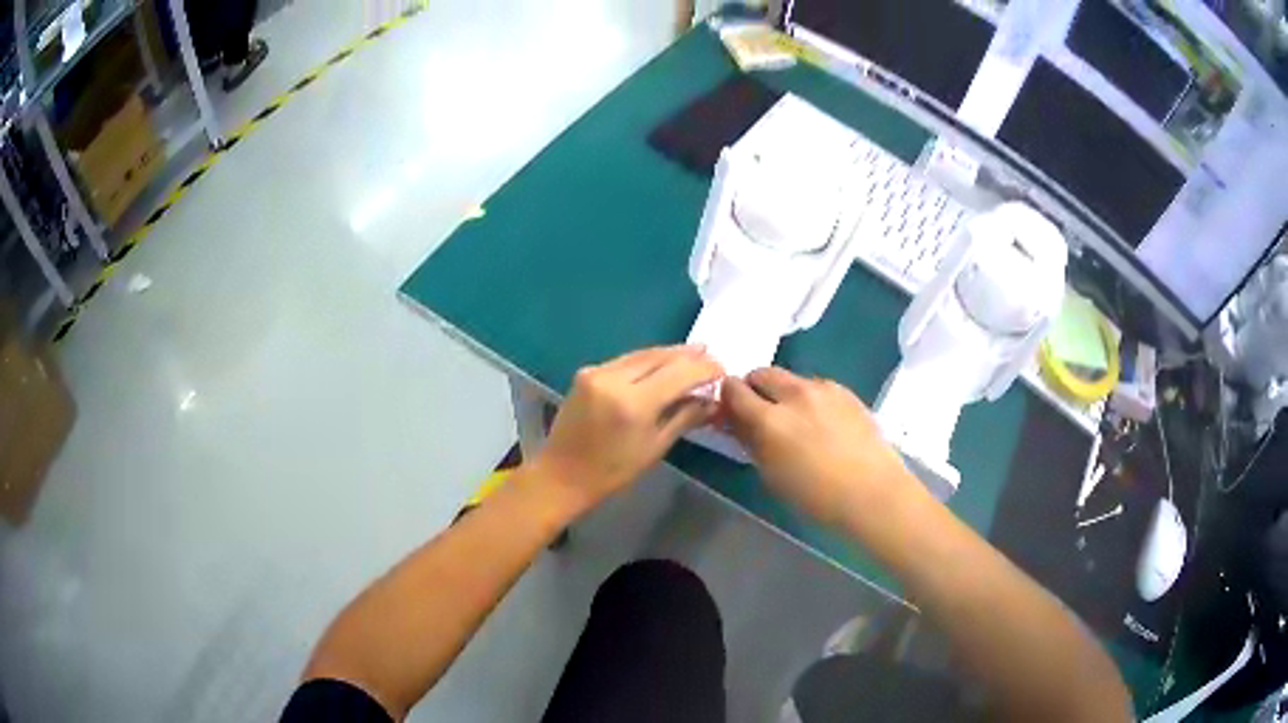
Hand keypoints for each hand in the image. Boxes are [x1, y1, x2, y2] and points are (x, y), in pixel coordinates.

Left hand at [529, 346, 722, 514]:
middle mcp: (614, 379)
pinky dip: (647, 360)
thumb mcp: (655, 448)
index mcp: (633, 403)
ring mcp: (597, 372)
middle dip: (687, 355)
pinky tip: (661, 363)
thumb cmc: (612, 472)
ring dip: (668, 354)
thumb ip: (685, 418)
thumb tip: (713, 401)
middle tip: (711, 355)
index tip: (722, 369)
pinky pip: (625, 360)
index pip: (678, 374)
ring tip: (693, 354)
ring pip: (642, 354)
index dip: (703, 369)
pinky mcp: (586, 372)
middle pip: (660, 357)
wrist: (562, 475)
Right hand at [721, 368, 916, 525]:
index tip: (730, 410)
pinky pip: (815, 386)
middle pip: (762, 373)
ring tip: (795, 419)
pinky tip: (820, 422)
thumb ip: (750, 441)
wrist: (872, 492)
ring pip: (790, 378)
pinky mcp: (844, 390)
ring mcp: (822, 388)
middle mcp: (794, 394)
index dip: (727, 397)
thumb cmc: (816, 496)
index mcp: (770, 419)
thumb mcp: (772, 473)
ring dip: (783, 392)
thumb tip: (735, 422)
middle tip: (759, 412)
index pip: (734, 389)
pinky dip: (808, 398)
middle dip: (755, 388)